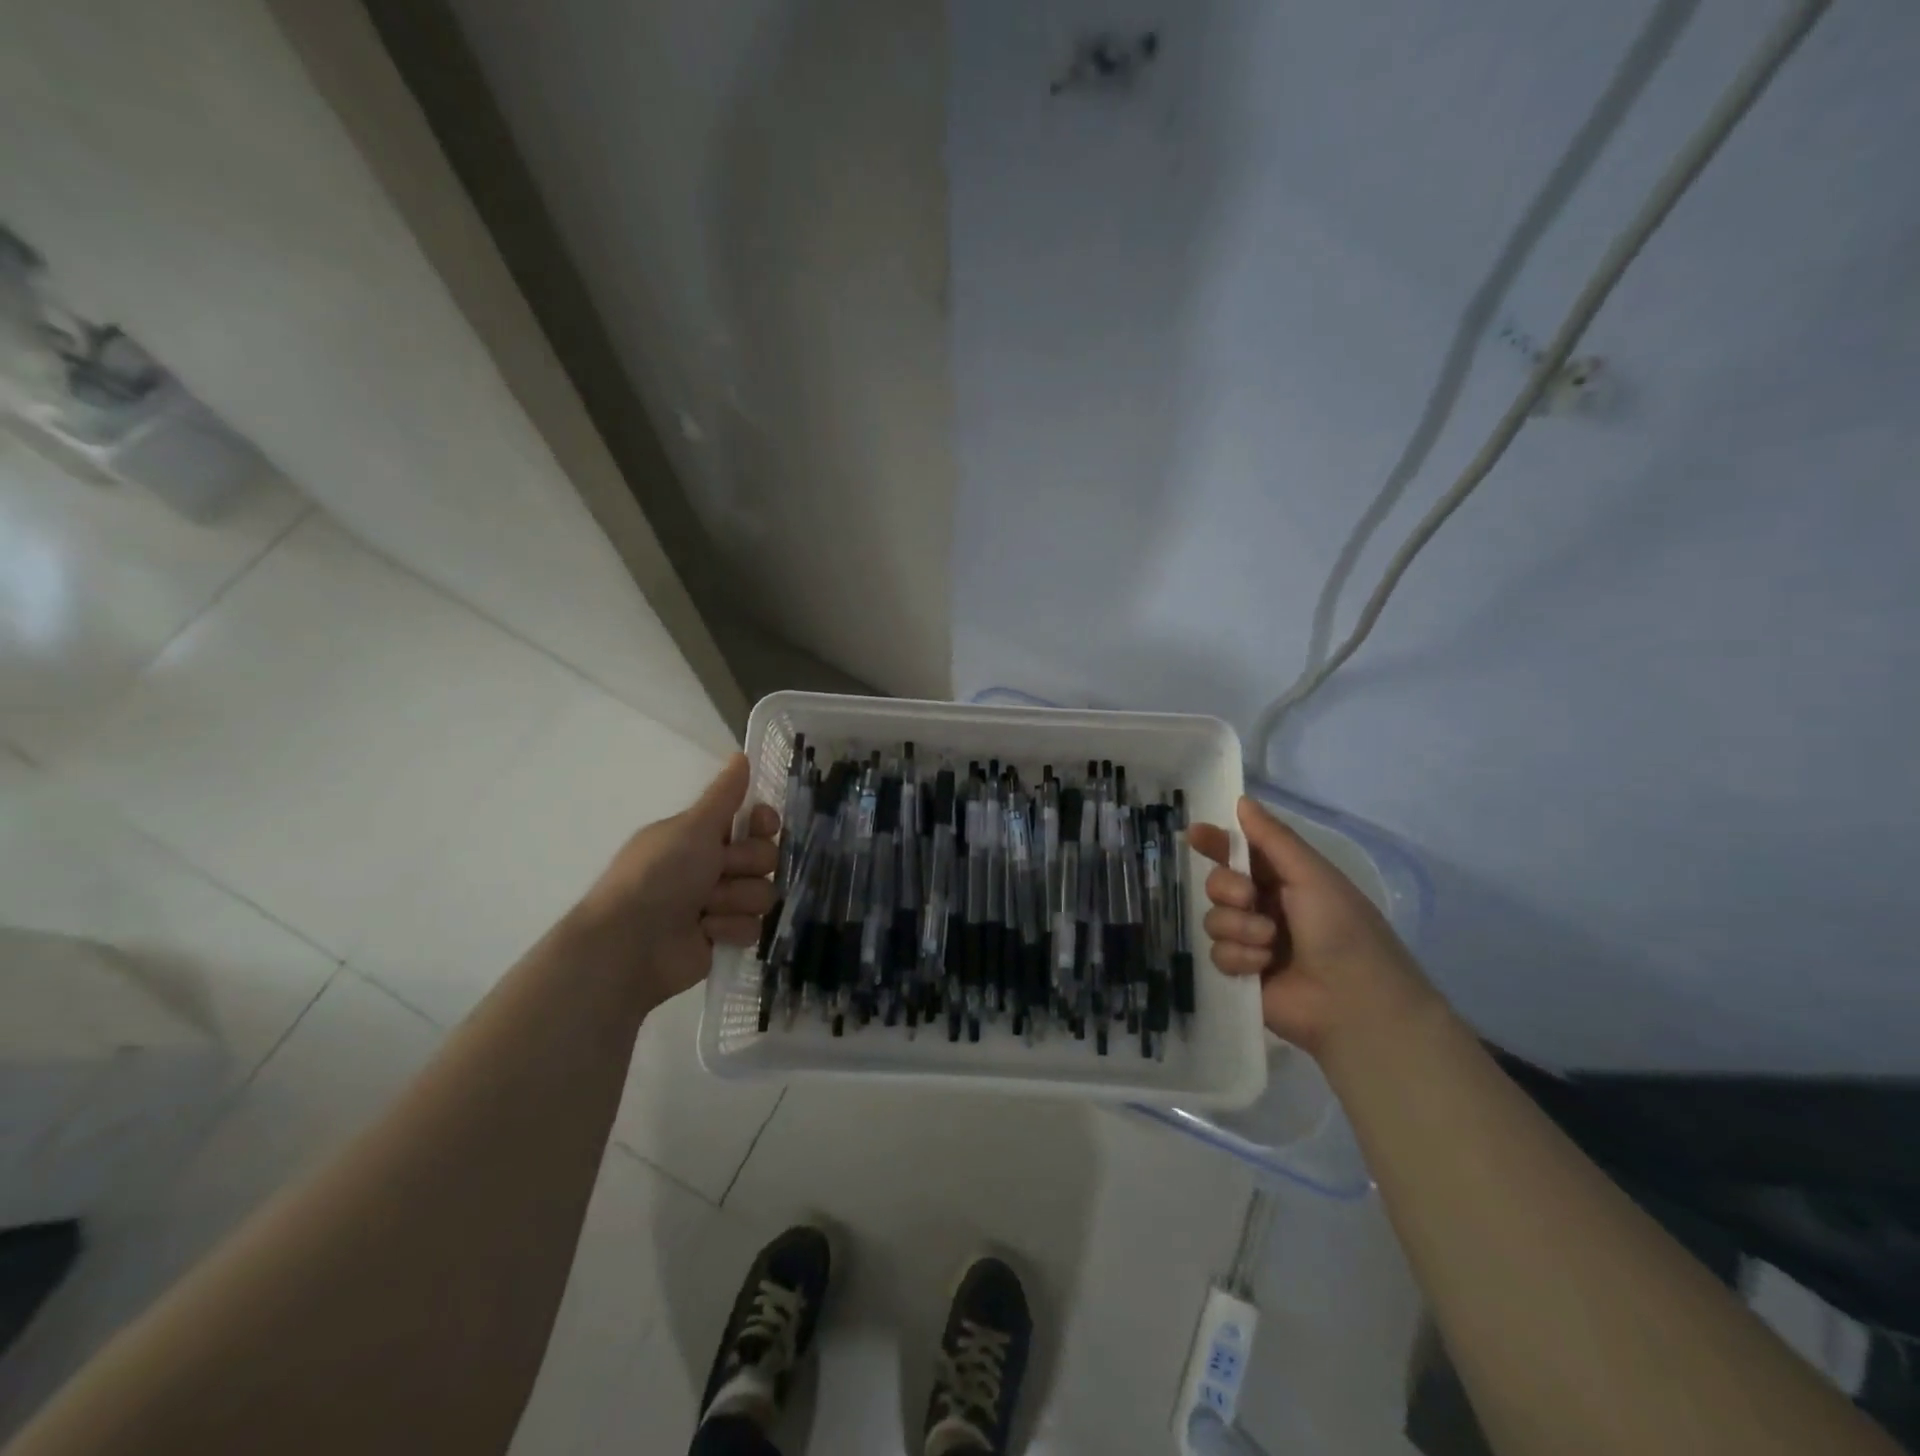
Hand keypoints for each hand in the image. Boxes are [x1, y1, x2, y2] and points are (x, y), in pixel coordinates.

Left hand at [576, 754, 780, 1004]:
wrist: (631, 944)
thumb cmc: (659, 875)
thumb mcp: (692, 827)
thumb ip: (724, 794)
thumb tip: (741, 754)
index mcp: (700, 836)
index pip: (752, 822)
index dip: (762, 824)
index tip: (761, 825)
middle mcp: (711, 867)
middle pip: (765, 857)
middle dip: (746, 865)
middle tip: (719, 871)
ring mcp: (718, 904)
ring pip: (762, 893)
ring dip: (735, 899)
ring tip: (705, 909)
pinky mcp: (723, 938)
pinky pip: (753, 927)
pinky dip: (730, 929)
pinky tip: (706, 932)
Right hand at [1190, 796, 1438, 1058]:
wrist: (1354, 1003)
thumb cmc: (1342, 930)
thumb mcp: (1312, 875)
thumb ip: (1273, 838)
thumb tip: (1241, 800)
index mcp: (1286, 879)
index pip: (1241, 852)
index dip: (1216, 842)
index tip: (1195, 835)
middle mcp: (1265, 907)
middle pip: (1218, 883)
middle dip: (1226, 888)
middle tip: (1248, 898)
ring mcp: (1253, 941)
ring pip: (1214, 918)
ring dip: (1238, 927)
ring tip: (1269, 943)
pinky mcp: (1242, 973)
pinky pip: (1217, 953)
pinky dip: (1239, 957)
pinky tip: (1263, 967)